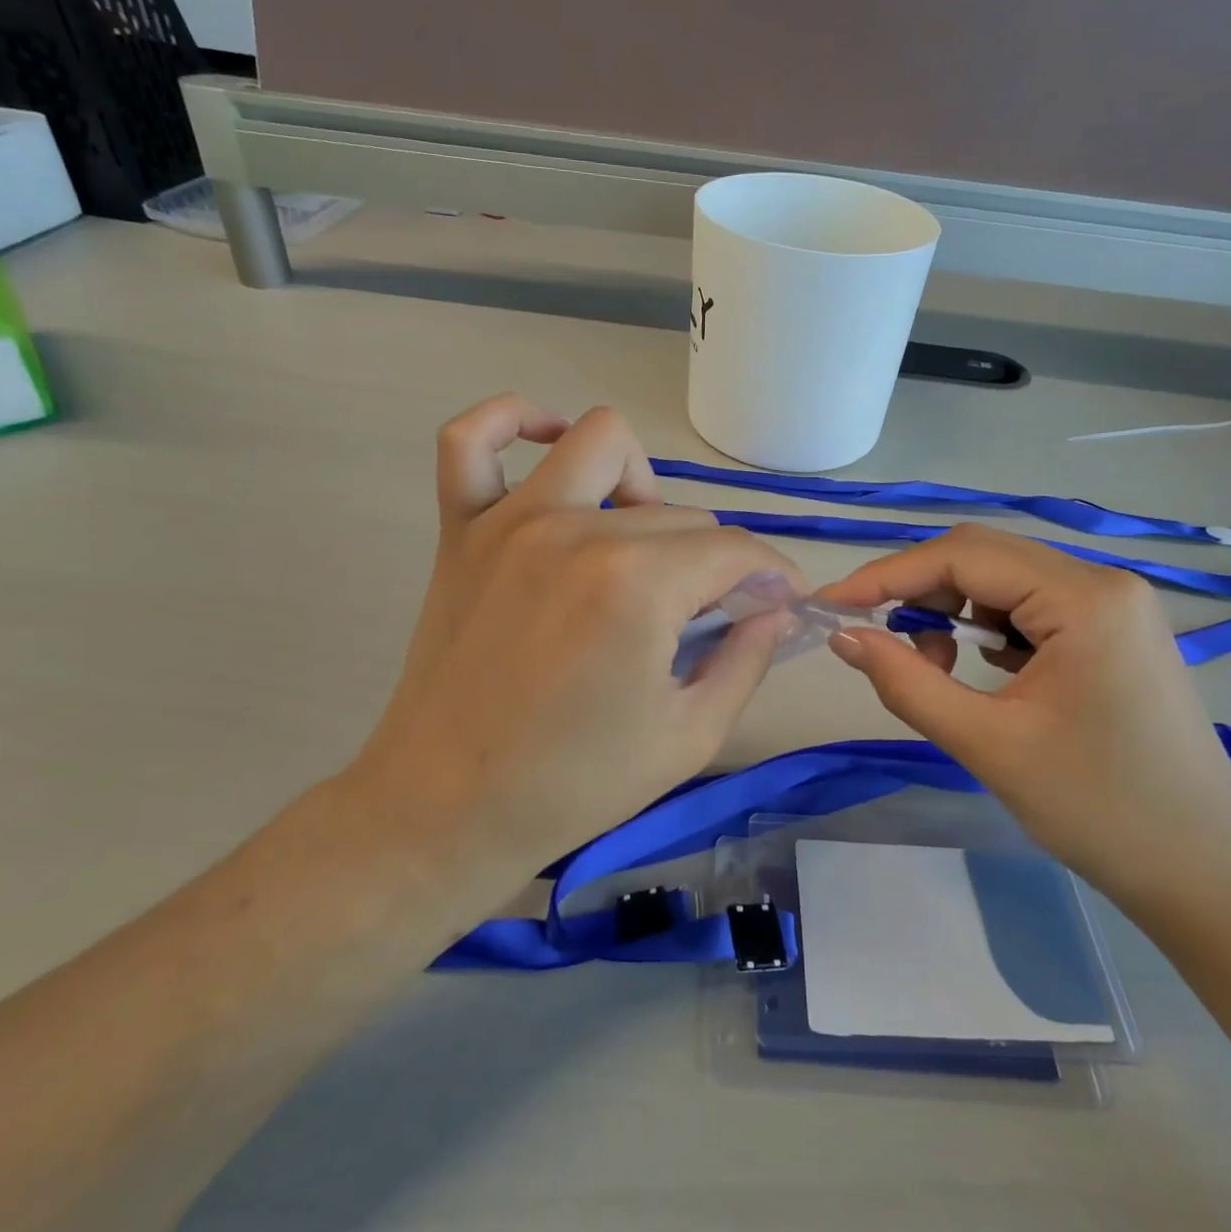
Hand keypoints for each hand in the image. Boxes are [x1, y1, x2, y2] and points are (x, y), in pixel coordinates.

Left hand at [346, 396, 803, 886]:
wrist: (447, 809)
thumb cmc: (575, 784)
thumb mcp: (692, 735)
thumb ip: (749, 658)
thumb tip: (777, 608)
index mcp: (637, 584)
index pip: (735, 550)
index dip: (773, 577)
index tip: (783, 604)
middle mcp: (576, 530)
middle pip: (680, 513)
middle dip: (716, 560)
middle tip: (710, 612)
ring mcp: (510, 521)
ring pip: (601, 442)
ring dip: (641, 484)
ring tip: (641, 543)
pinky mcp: (461, 531)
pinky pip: (471, 440)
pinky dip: (512, 422)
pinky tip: (546, 443)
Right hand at [820, 525, 1230, 913]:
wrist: (1205, 874)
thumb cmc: (1099, 810)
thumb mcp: (987, 744)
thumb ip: (906, 682)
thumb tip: (843, 636)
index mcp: (1084, 598)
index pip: (963, 557)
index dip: (888, 575)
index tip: (832, 604)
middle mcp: (1103, 583)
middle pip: (984, 558)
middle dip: (918, 589)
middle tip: (869, 632)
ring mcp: (1113, 606)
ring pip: (1004, 581)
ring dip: (952, 610)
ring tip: (931, 666)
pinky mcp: (1112, 633)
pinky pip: (1030, 608)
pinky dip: (986, 629)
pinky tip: (976, 668)